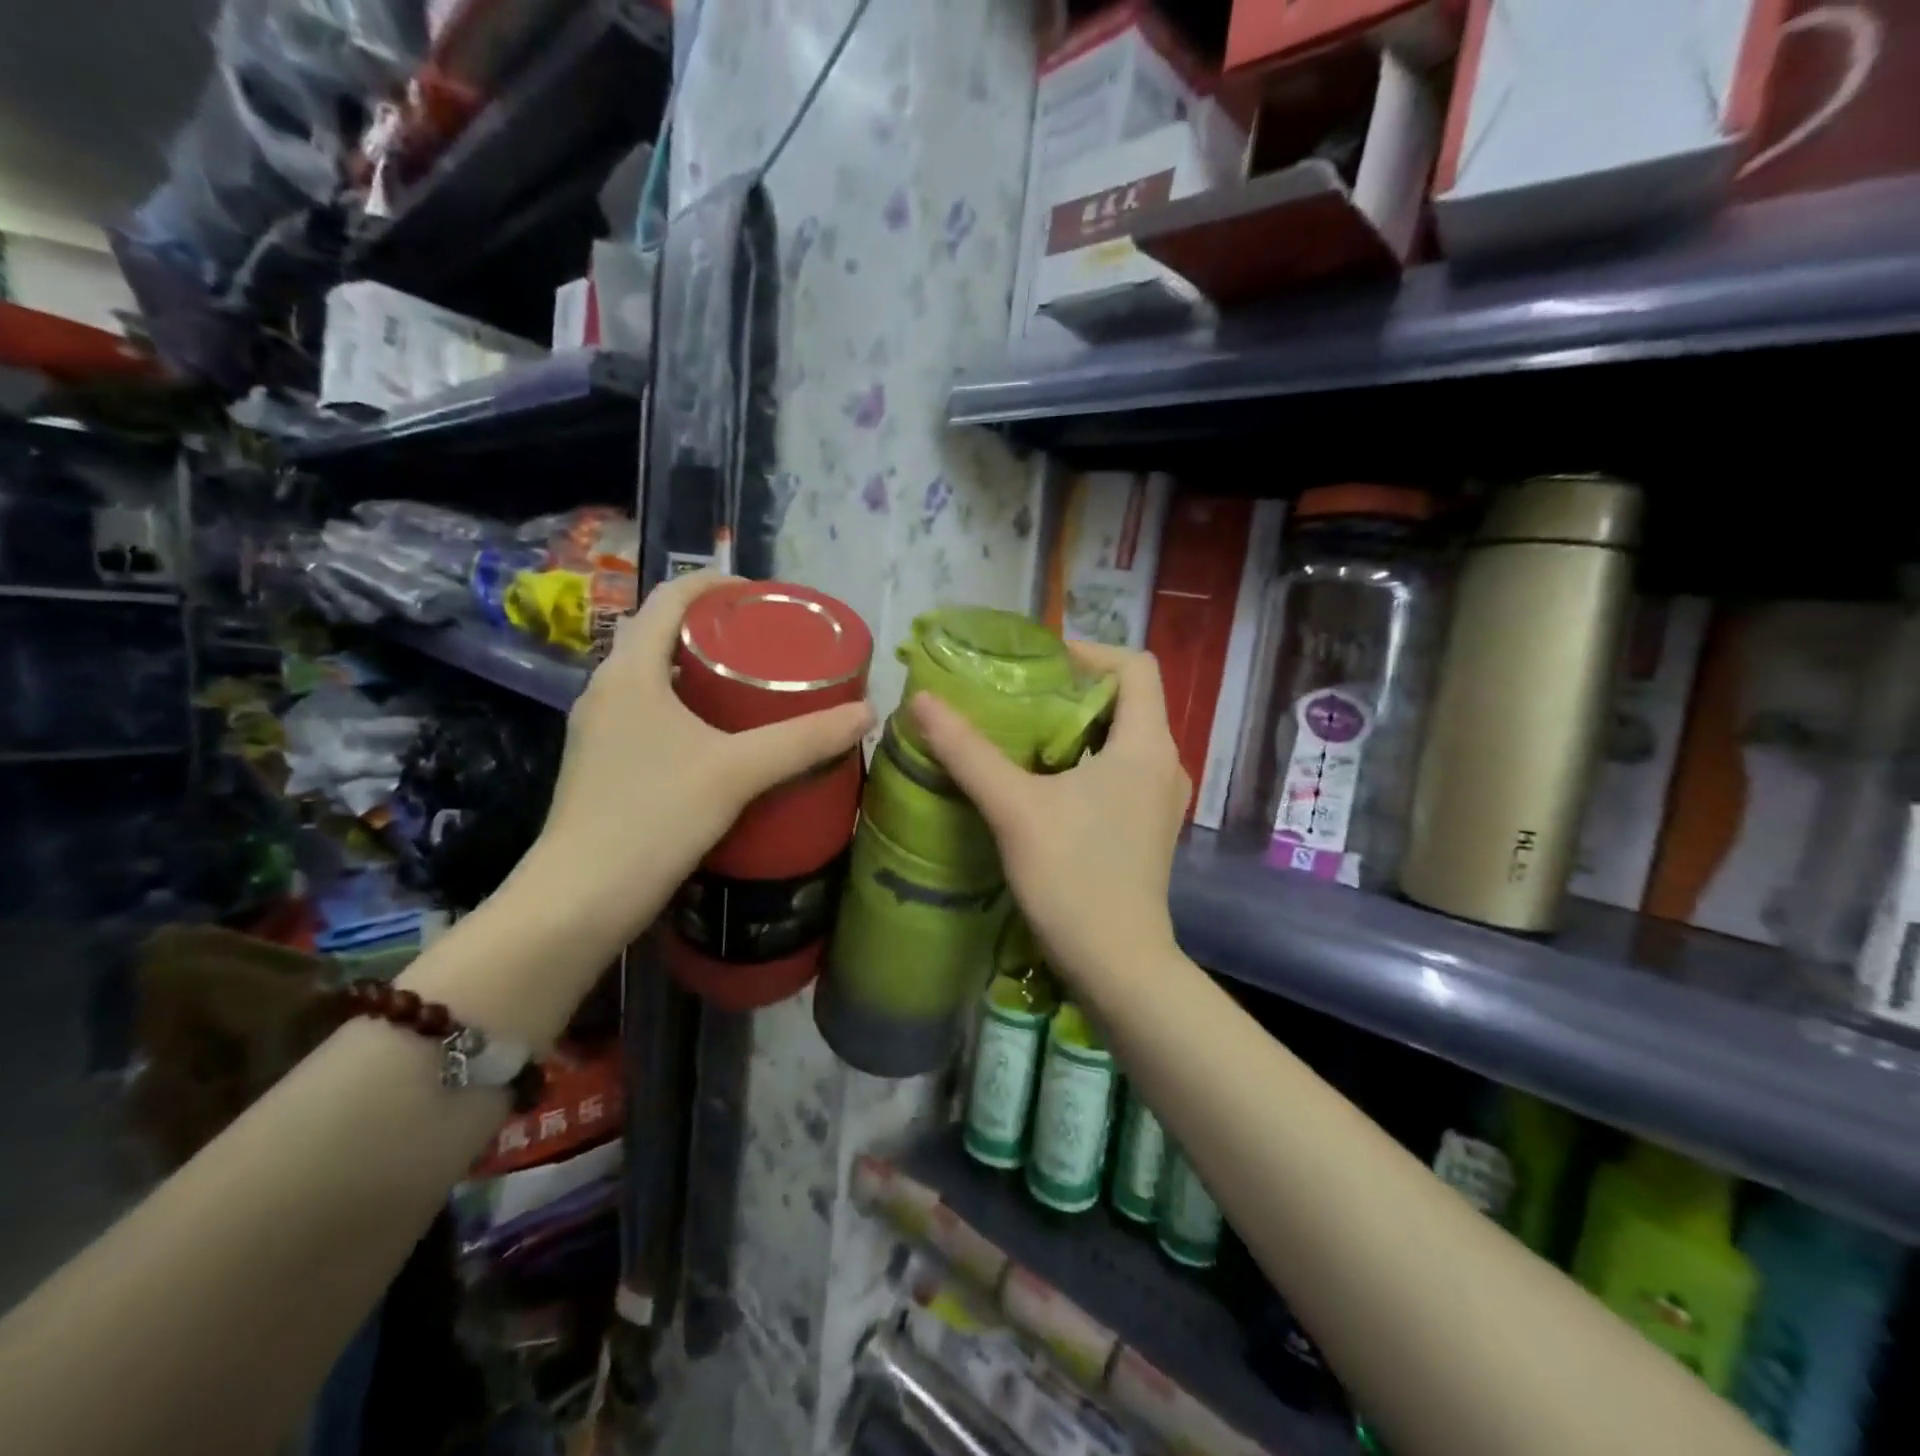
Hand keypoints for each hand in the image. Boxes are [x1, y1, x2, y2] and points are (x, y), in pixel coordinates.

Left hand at [524, 571, 873, 941]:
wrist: (579, 901)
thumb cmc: (652, 817)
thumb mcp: (737, 772)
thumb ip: (804, 740)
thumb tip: (867, 713)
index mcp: (629, 671)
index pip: (669, 598)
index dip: (716, 585)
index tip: (763, 595)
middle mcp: (606, 691)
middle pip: (662, 636)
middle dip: (715, 630)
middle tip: (771, 643)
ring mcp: (600, 731)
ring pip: (656, 680)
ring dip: (701, 673)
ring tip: (756, 686)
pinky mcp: (605, 766)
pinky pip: (651, 716)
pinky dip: (689, 710)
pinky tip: (725, 741)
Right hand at [907, 641, 1188, 992]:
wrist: (1118, 965)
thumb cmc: (1074, 878)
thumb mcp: (1014, 808)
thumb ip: (968, 751)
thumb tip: (922, 701)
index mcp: (1146, 745)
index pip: (1136, 666)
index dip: (1090, 653)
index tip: (1041, 665)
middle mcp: (1165, 764)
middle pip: (1128, 701)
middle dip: (1074, 691)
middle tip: (1020, 697)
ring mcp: (1160, 799)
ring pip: (1123, 738)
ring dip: (1078, 728)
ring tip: (1024, 735)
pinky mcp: (1148, 827)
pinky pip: (1121, 771)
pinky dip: (1086, 761)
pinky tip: (1044, 783)